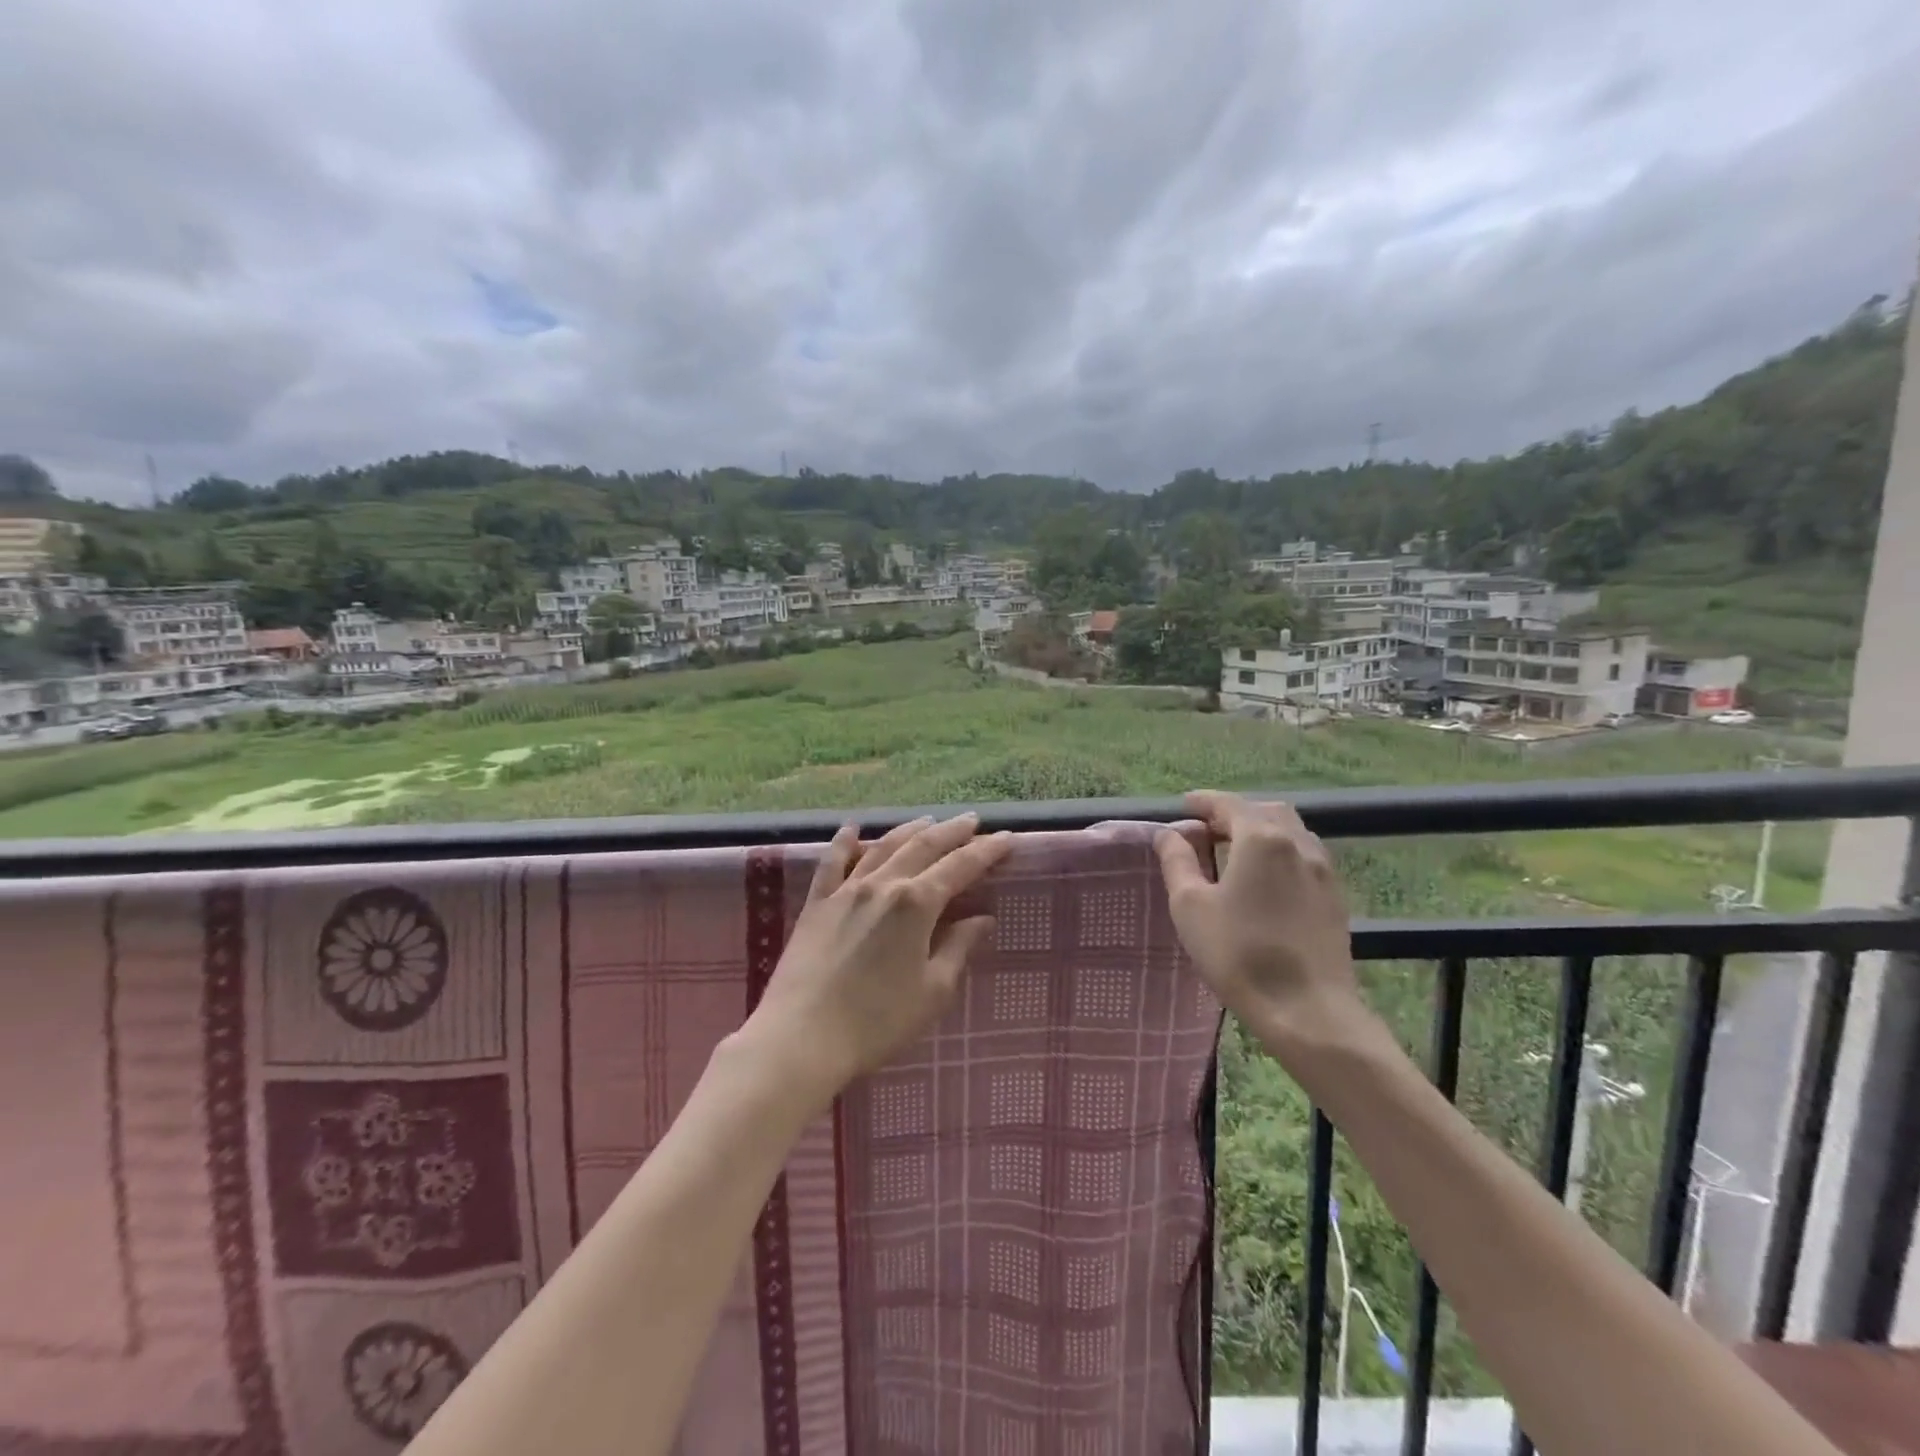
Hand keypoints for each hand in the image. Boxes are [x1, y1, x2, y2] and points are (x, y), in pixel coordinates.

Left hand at [742, 814, 1013, 1104]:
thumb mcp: (932, 991)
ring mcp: (846, 890)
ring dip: (909, 830)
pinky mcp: (816, 904)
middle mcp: (883, 884)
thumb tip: (982, 919)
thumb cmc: (877, 1021)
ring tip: (928, 820)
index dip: (986, 850)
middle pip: (923, 846)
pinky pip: (831, 862)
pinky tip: (852, 829)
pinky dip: (844, 841)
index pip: (960, 866)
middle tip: (972, 820)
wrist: (802, 1037)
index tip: (1007, 836)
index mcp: (916, 904)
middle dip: (952, 831)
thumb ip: (958, 948)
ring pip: (883, 847)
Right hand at [1155, 791, 1369, 1050]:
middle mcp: (1297, 843)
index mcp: (1260, 838)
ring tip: (1236, 853)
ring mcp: (1323, 870)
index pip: (1228, 804)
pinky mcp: (1335, 897)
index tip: (1184, 806)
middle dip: (1235, 813)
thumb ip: (1177, 861)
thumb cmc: (1239, 953)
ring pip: (1290, 832)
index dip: (1203, 802)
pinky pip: (1305, 857)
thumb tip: (1169, 834)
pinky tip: (1266, 880)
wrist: (1307, 1010)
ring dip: (1261, 831)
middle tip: (1208, 831)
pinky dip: (1281, 852)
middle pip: (1265, 811)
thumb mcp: (1190, 906)